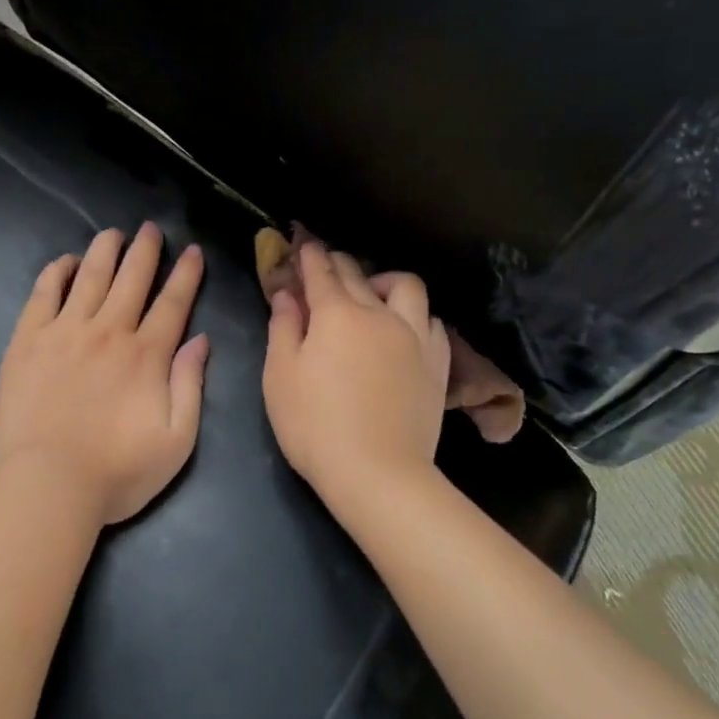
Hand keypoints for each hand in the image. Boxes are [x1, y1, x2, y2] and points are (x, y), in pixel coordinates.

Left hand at [0, 223, 209, 527]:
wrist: (46, 486)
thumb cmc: (117, 472)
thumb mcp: (177, 440)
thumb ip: (190, 385)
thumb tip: (200, 341)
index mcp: (146, 355)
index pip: (172, 303)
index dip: (186, 274)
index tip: (192, 251)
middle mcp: (108, 332)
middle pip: (132, 279)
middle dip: (145, 250)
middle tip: (151, 229)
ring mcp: (64, 332)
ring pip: (90, 277)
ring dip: (104, 251)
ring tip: (112, 233)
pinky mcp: (28, 342)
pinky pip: (43, 294)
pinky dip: (56, 272)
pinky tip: (65, 262)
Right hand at [262, 240, 449, 511]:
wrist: (379, 473)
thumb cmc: (316, 426)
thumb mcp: (281, 377)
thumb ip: (283, 328)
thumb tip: (287, 295)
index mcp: (337, 314)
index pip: (322, 272)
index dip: (310, 256)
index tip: (304, 245)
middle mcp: (379, 314)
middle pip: (359, 275)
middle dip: (338, 264)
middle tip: (325, 268)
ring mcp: (414, 337)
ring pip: (406, 287)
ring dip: (385, 281)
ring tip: (373, 296)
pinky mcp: (437, 363)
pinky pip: (431, 321)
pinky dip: (415, 316)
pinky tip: (405, 330)